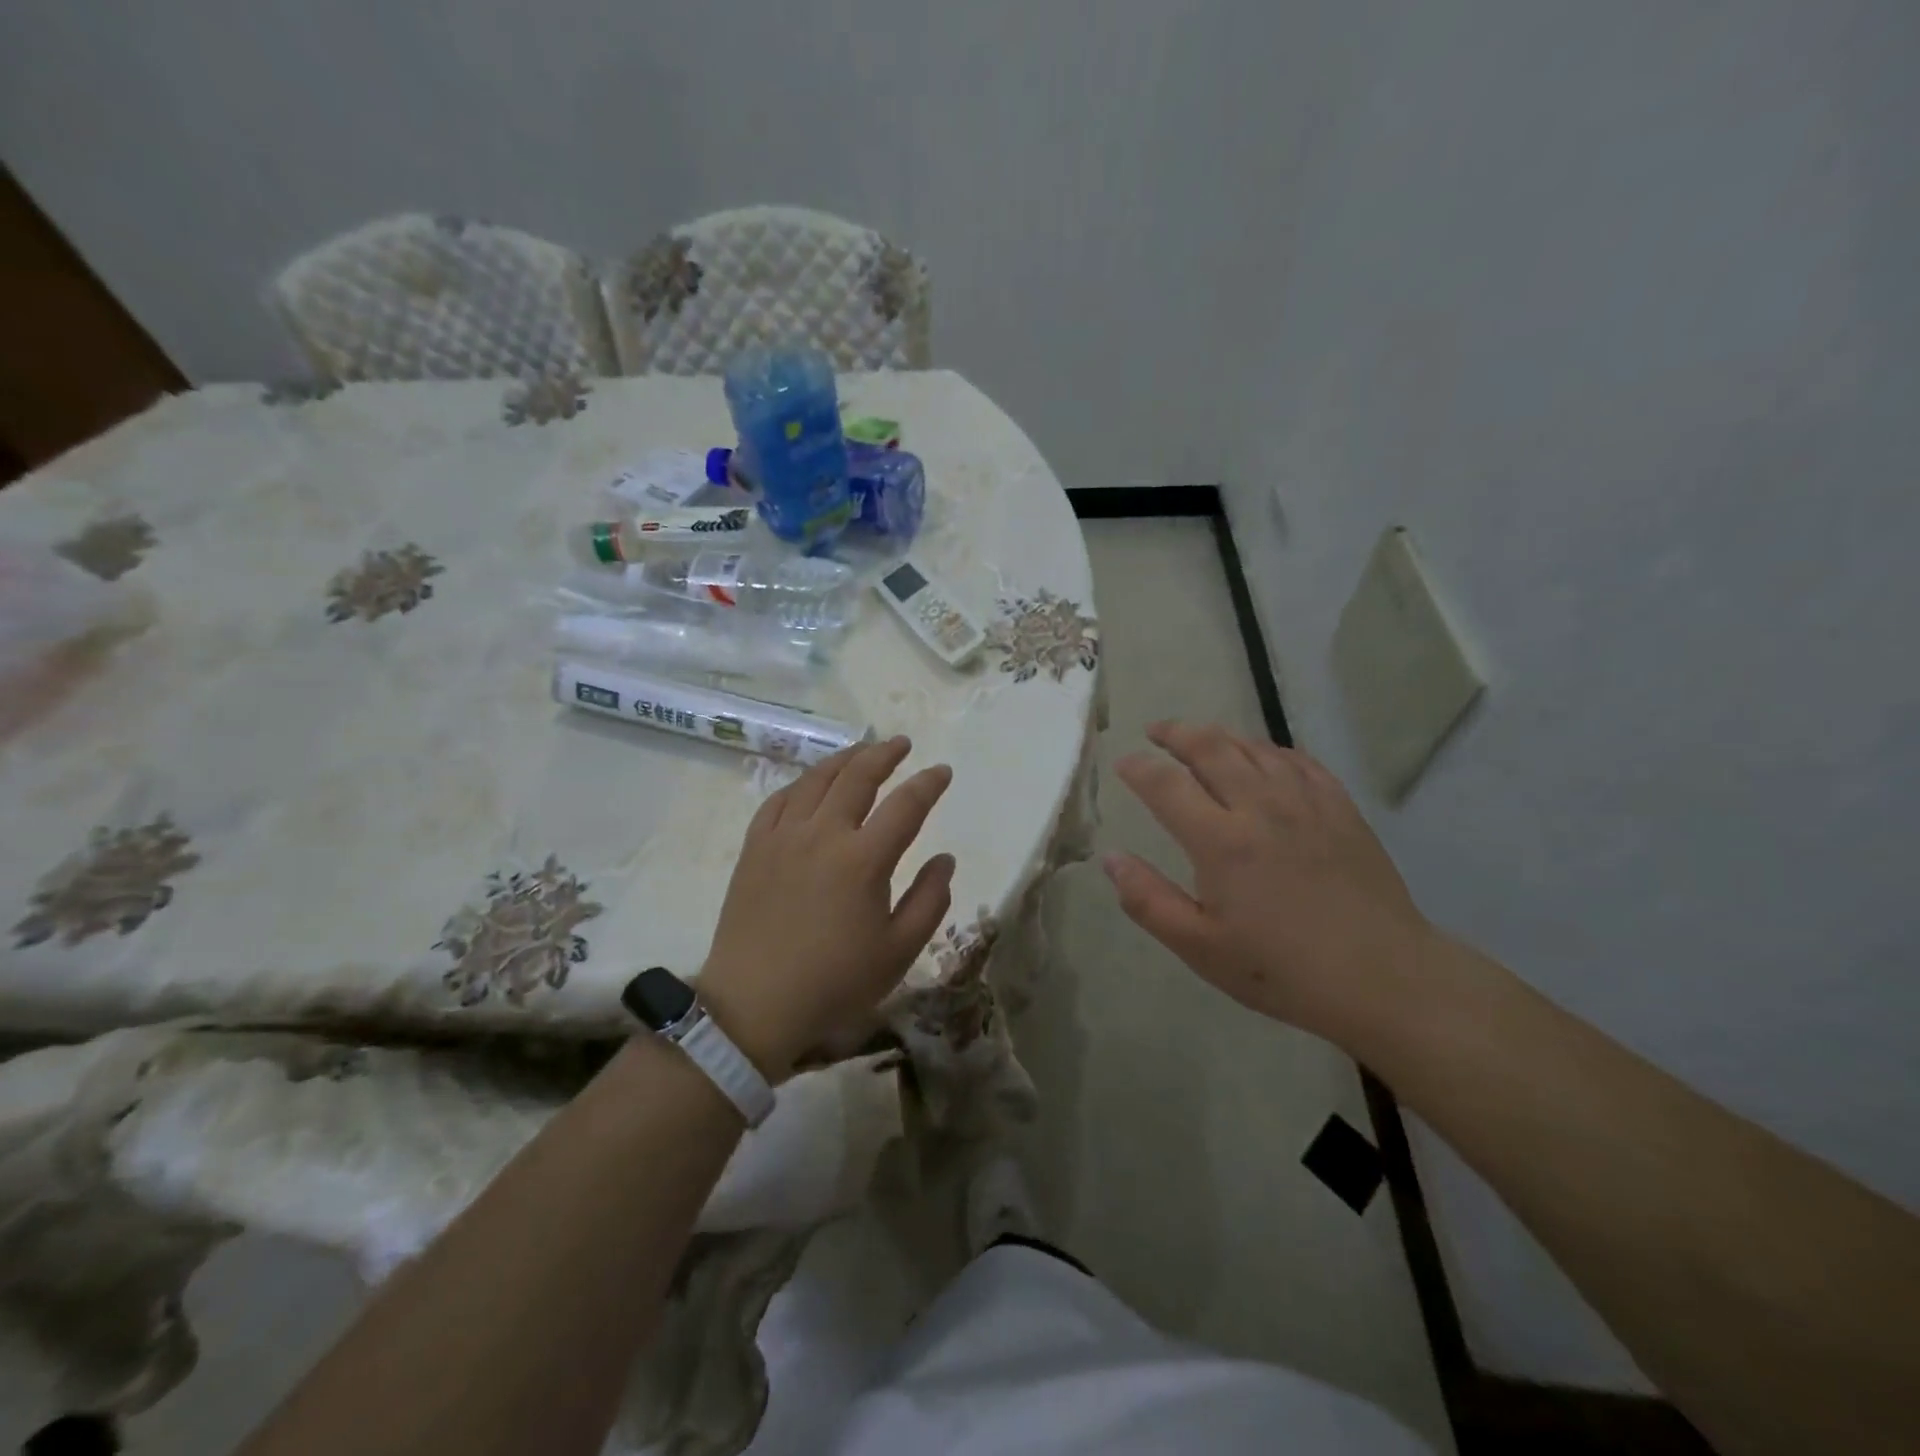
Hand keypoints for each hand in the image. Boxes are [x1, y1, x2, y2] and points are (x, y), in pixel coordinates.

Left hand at [697, 737, 954, 1079]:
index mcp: (864, 859)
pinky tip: (810, 783)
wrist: (754, 1005)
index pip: (906, 805)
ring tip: (862, 750)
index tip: (943, 771)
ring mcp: (784, 837)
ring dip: (844, 759)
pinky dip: (801, 783)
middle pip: (858, 777)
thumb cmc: (835, 983)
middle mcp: (823, 834)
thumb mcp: (898, 951)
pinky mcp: (755, 848)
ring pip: (816, 780)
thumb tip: (945, 858)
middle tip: (902, 743)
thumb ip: (930, 900)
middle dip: (885, 754)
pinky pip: (779, 800)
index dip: (929, 784)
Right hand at [1105, 721, 1434, 1049]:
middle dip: (1176, 733)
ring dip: (1220, 736)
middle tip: (1156, 731)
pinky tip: (1263, 757)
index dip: (1138, 768)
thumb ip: (1148, 900)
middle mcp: (1260, 807)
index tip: (1123, 763)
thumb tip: (1110, 859)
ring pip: (1254, 747)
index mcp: (1220, 841)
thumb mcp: (1200, 948)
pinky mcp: (1340, 808)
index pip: (1166, 784)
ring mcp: (1305, 802)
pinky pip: (1298, 761)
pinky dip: (1270, 750)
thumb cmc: (1282, 969)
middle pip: (1210, 748)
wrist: (1383, 978)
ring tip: (1200, 738)